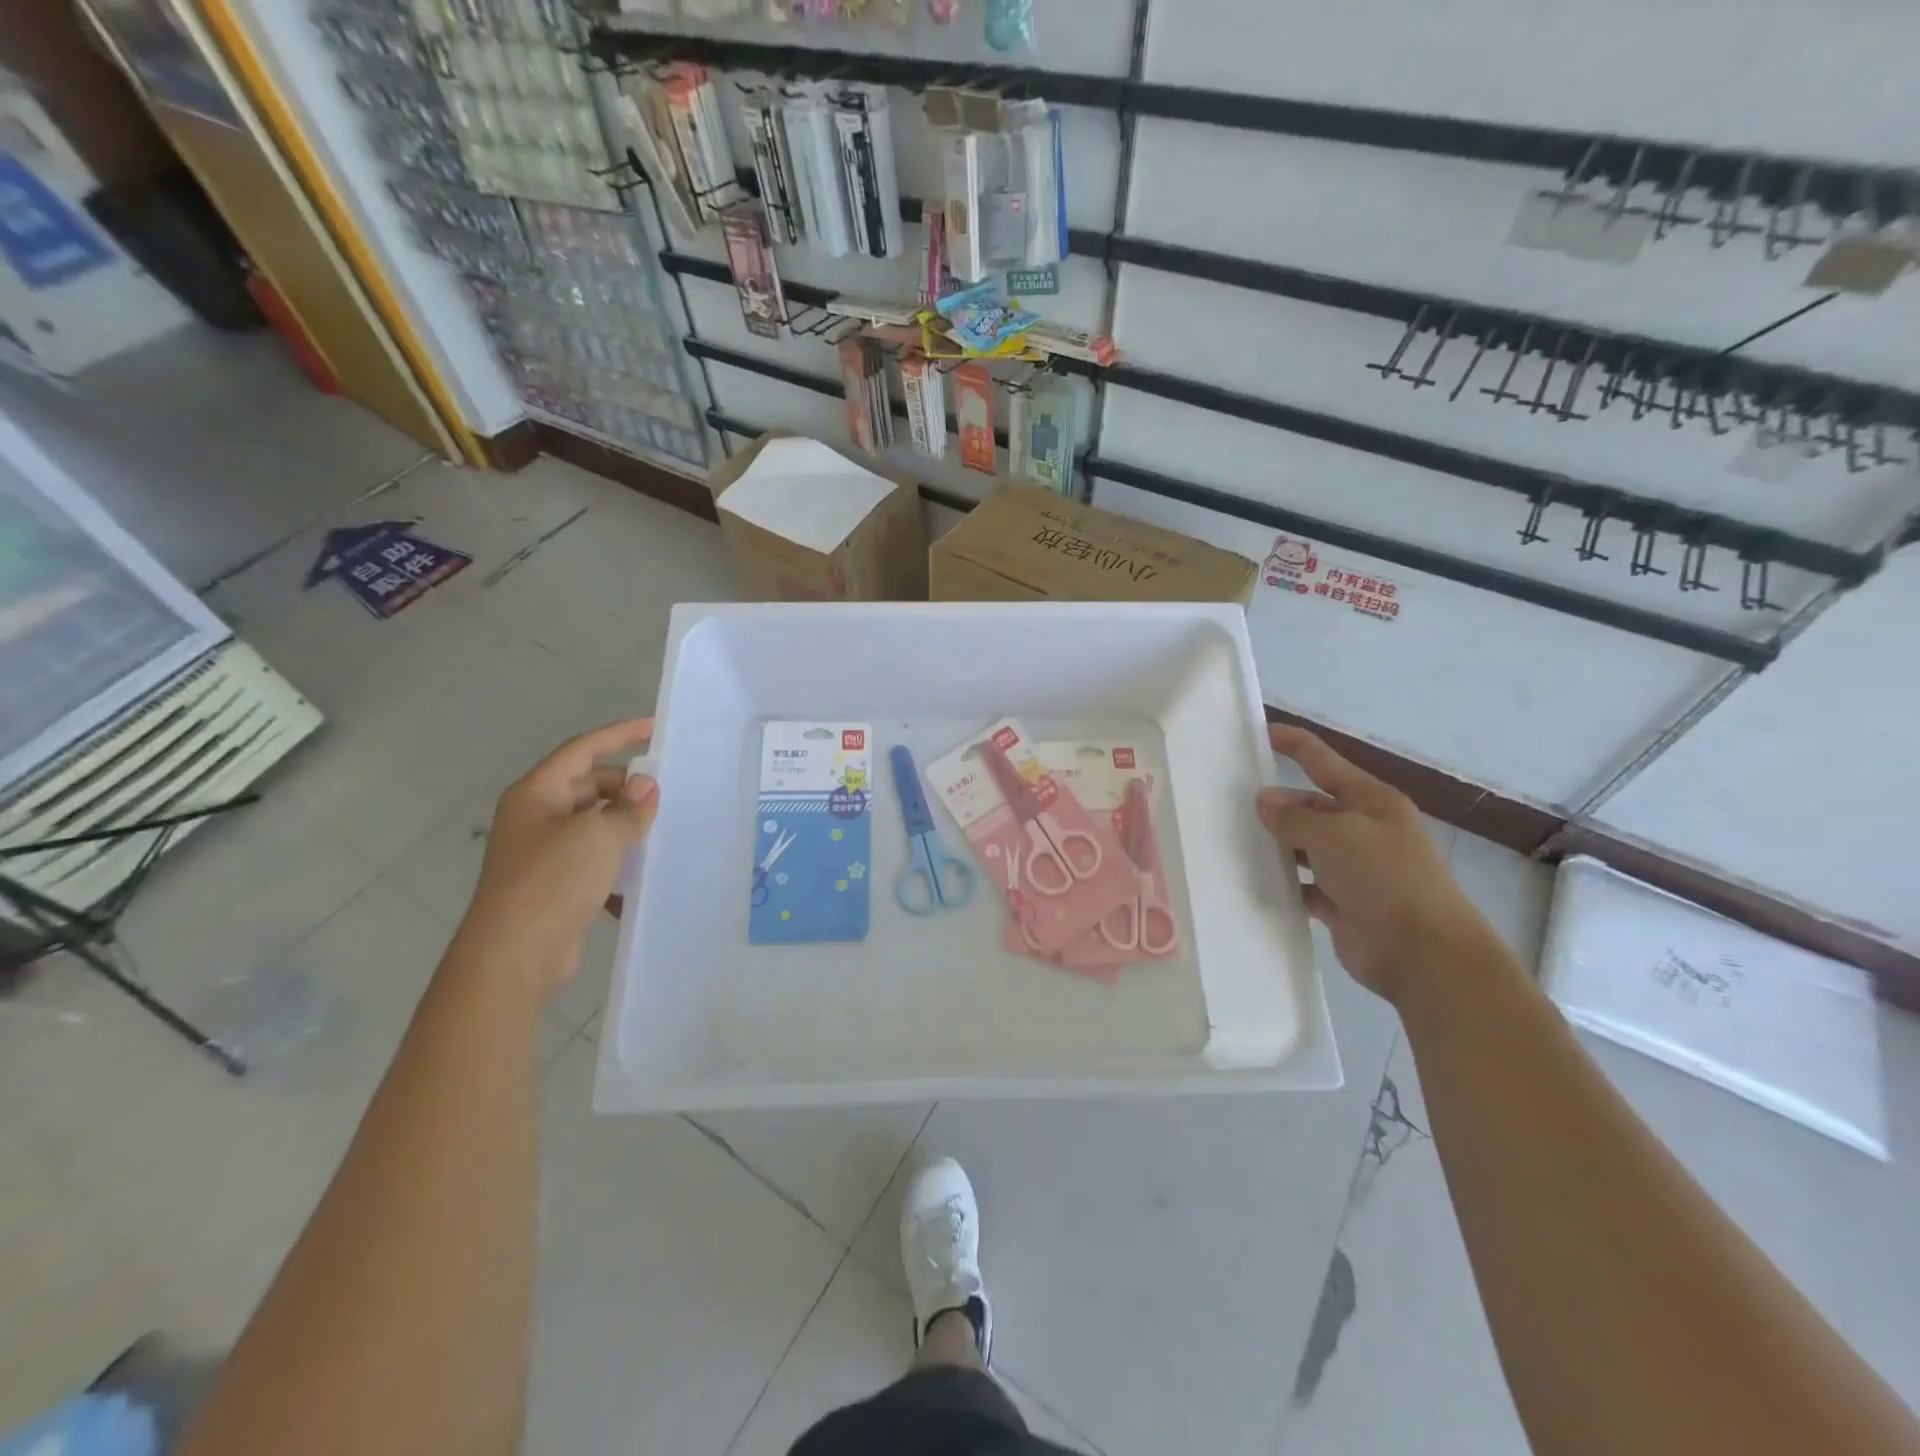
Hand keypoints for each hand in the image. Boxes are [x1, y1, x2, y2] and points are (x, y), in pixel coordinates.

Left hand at [454, 720, 657, 994]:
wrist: (514, 956)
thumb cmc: (552, 881)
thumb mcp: (598, 836)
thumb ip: (628, 808)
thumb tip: (646, 786)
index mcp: (536, 794)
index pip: (582, 750)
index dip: (618, 735)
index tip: (653, 728)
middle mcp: (535, 818)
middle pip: (587, 786)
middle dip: (625, 788)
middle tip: (664, 794)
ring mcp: (543, 853)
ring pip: (593, 825)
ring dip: (624, 826)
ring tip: (661, 831)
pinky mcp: (555, 886)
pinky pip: (593, 860)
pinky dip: (616, 862)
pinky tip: (642, 876)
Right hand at [1258, 724, 1495, 1005]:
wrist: (1424, 954)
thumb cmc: (1385, 879)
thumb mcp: (1336, 835)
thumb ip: (1295, 817)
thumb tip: (1265, 800)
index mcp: (1371, 802)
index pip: (1323, 760)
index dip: (1293, 743)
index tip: (1258, 732)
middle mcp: (1363, 830)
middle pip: (1310, 806)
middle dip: (1276, 805)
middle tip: (1228, 805)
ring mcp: (1354, 869)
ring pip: (1305, 847)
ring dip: (1277, 846)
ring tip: (1232, 842)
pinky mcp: (1342, 905)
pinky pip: (1304, 886)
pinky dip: (1285, 884)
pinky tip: (1255, 882)